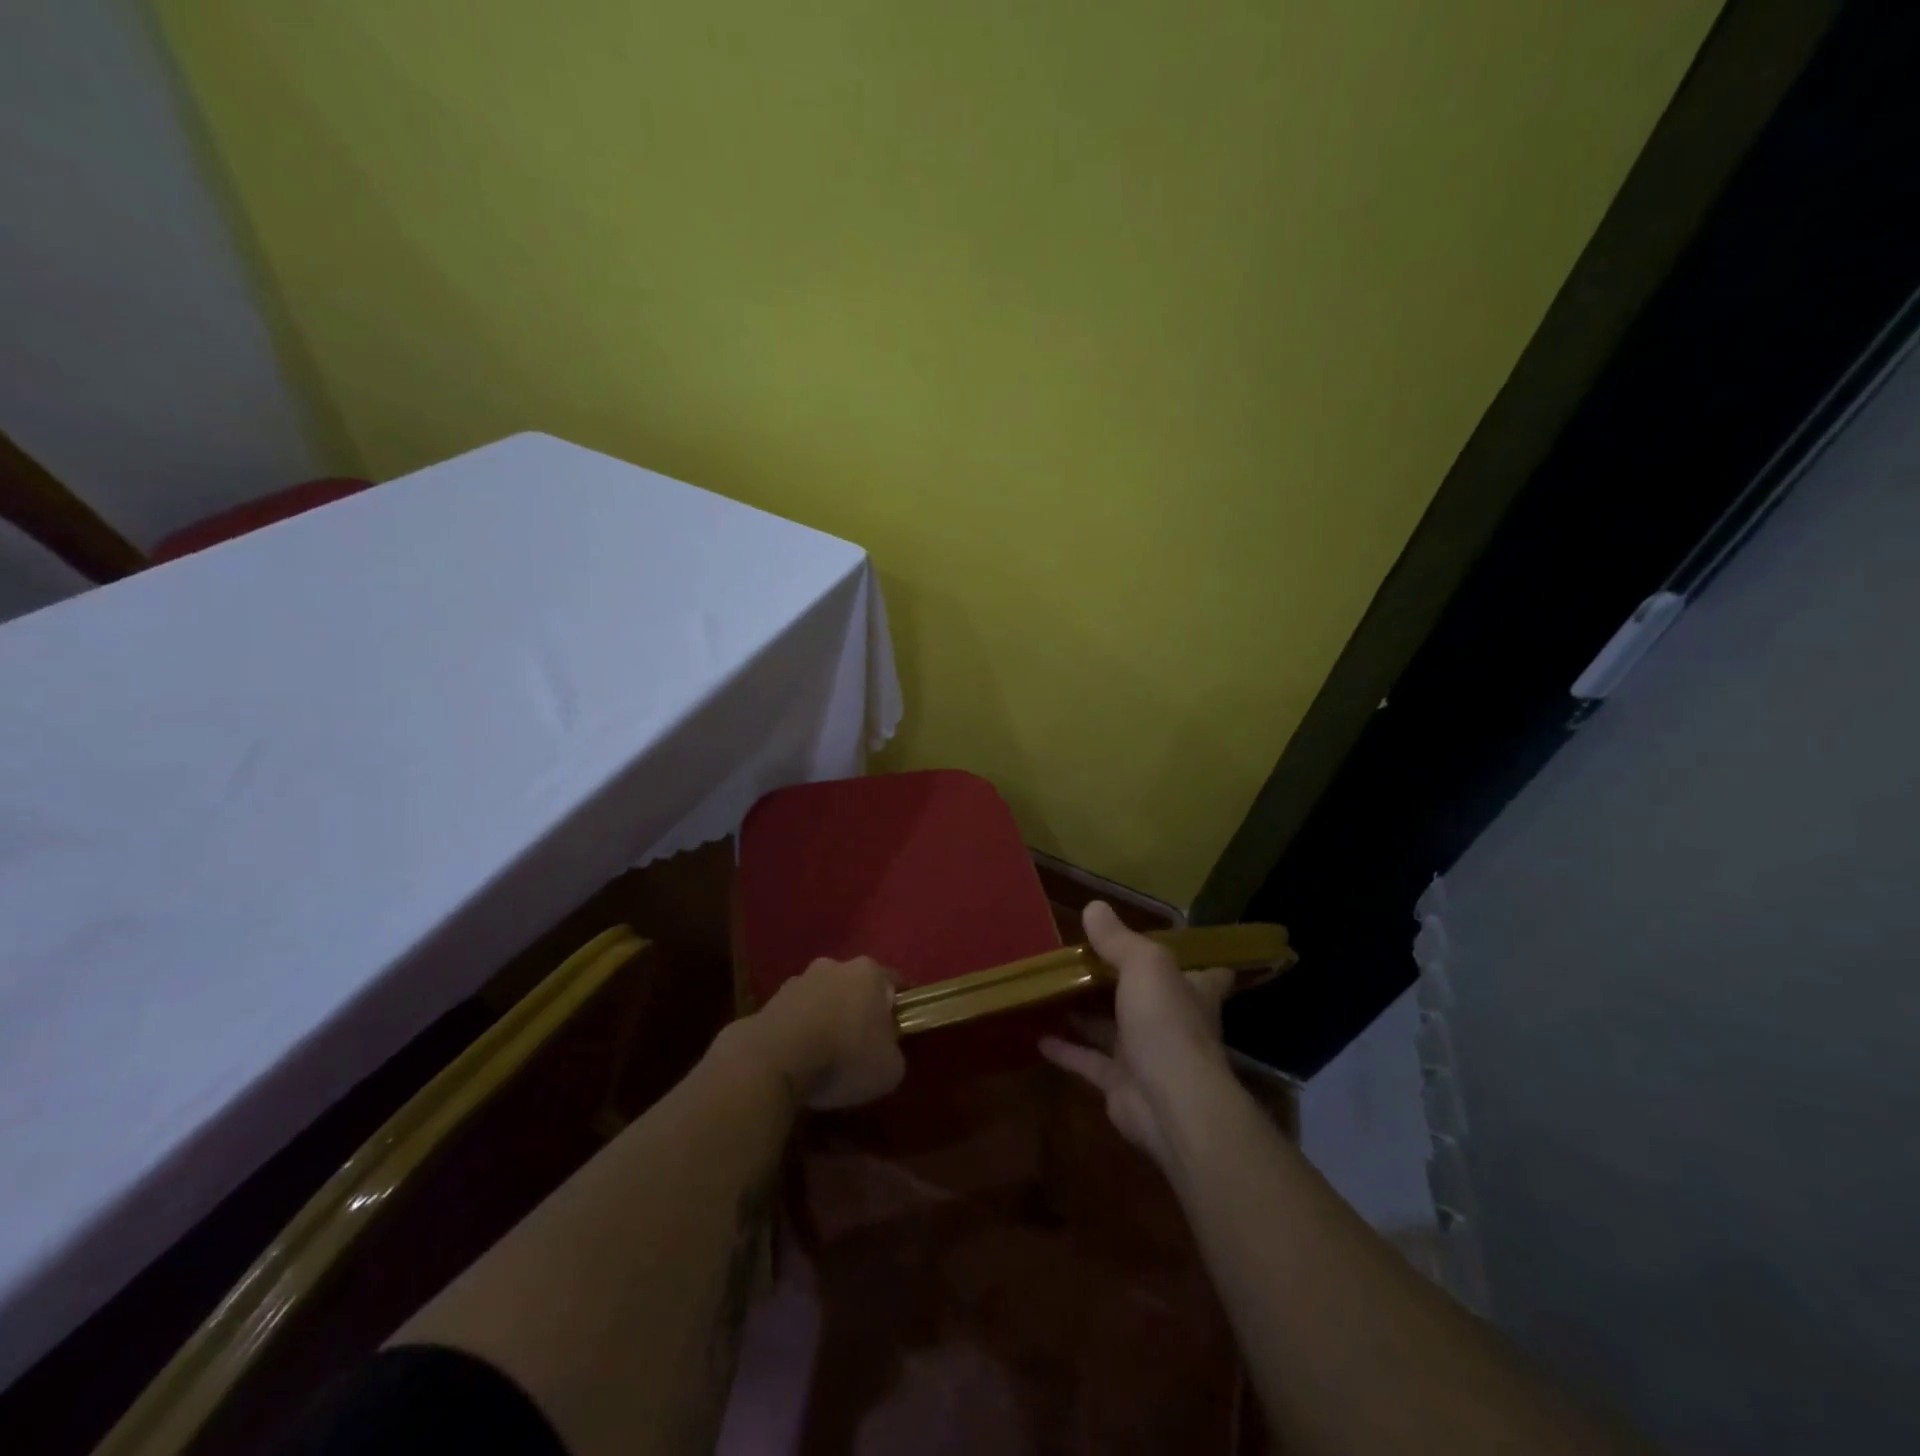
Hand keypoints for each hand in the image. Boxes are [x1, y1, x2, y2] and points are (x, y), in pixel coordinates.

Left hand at [746, 956, 905, 1109]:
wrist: (772, 1061)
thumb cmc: (843, 1057)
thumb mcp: (890, 1069)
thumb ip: (895, 1052)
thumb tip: (885, 1050)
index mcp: (869, 972)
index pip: (896, 984)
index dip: (901, 1009)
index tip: (901, 1031)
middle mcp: (834, 966)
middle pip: (856, 987)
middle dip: (861, 1010)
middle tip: (864, 1044)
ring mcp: (798, 980)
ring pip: (824, 998)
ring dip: (828, 1018)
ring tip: (827, 1055)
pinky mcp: (770, 1000)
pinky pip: (797, 1016)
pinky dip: (802, 1031)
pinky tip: (801, 1059)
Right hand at [1040, 901, 1234, 1165]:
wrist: (1170, 1102)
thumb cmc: (1166, 1022)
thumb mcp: (1143, 964)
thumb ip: (1118, 939)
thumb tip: (1094, 907)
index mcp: (1191, 990)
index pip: (1206, 972)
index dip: (1195, 959)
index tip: (1178, 944)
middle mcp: (1172, 1021)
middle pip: (1148, 996)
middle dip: (1120, 981)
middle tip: (1083, 958)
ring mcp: (1146, 1056)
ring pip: (1111, 1028)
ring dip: (1085, 1014)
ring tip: (1052, 991)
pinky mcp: (1120, 1084)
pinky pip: (1087, 1061)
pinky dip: (1065, 1049)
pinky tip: (1037, 1035)